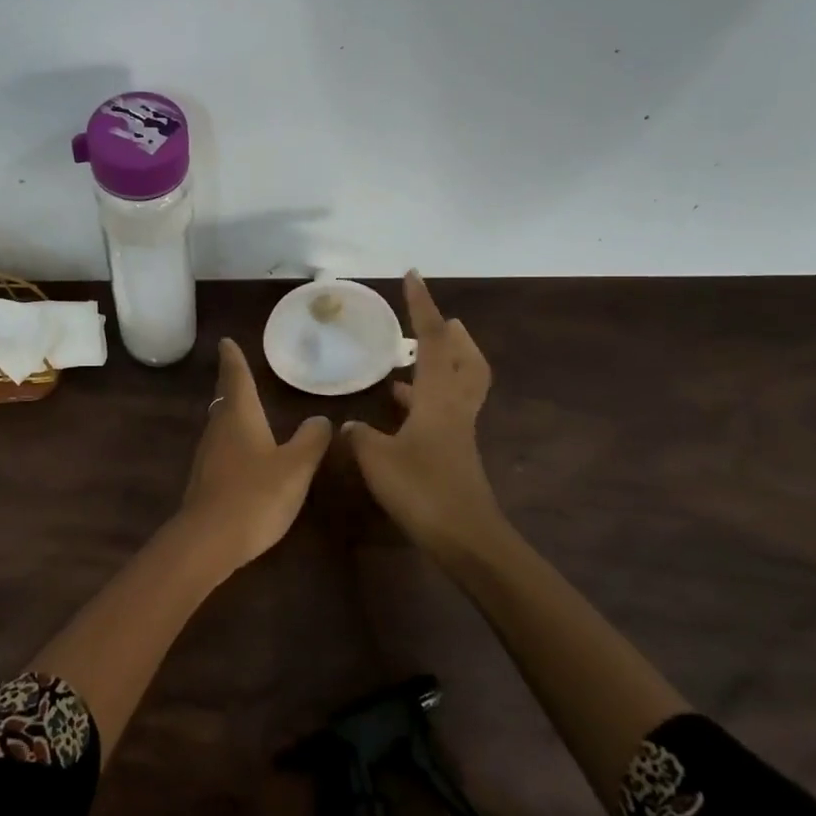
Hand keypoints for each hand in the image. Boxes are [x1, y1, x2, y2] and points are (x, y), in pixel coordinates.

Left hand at [174, 339, 332, 575]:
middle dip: (232, 384)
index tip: (225, 341)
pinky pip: (221, 449)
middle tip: (237, 370)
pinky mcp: (205, 480)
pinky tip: (244, 454)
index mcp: (239, 416)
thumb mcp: (295, 467)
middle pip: (225, 399)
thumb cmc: (255, 494)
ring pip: (221, 424)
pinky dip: (232, 441)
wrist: (209, 539)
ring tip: (246, 409)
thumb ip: (311, 440)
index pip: (236, 377)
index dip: (233, 358)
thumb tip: (320, 418)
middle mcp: (219, 429)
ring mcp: (207, 455)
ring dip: (232, 413)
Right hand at [344, 272, 502, 558]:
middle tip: (438, 320)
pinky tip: (400, 409)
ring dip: (441, 364)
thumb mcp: (376, 458)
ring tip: (410, 360)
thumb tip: (349, 426)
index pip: (431, 340)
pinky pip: (444, 410)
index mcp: (437, 397)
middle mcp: (454, 406)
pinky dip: (426, 398)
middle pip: (465, 359)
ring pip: (458, 385)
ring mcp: (457, 431)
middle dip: (453, 335)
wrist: (466, 538)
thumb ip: (359, 436)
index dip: (422, 306)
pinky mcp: (454, 452)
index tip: (413, 277)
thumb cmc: (422, 490)